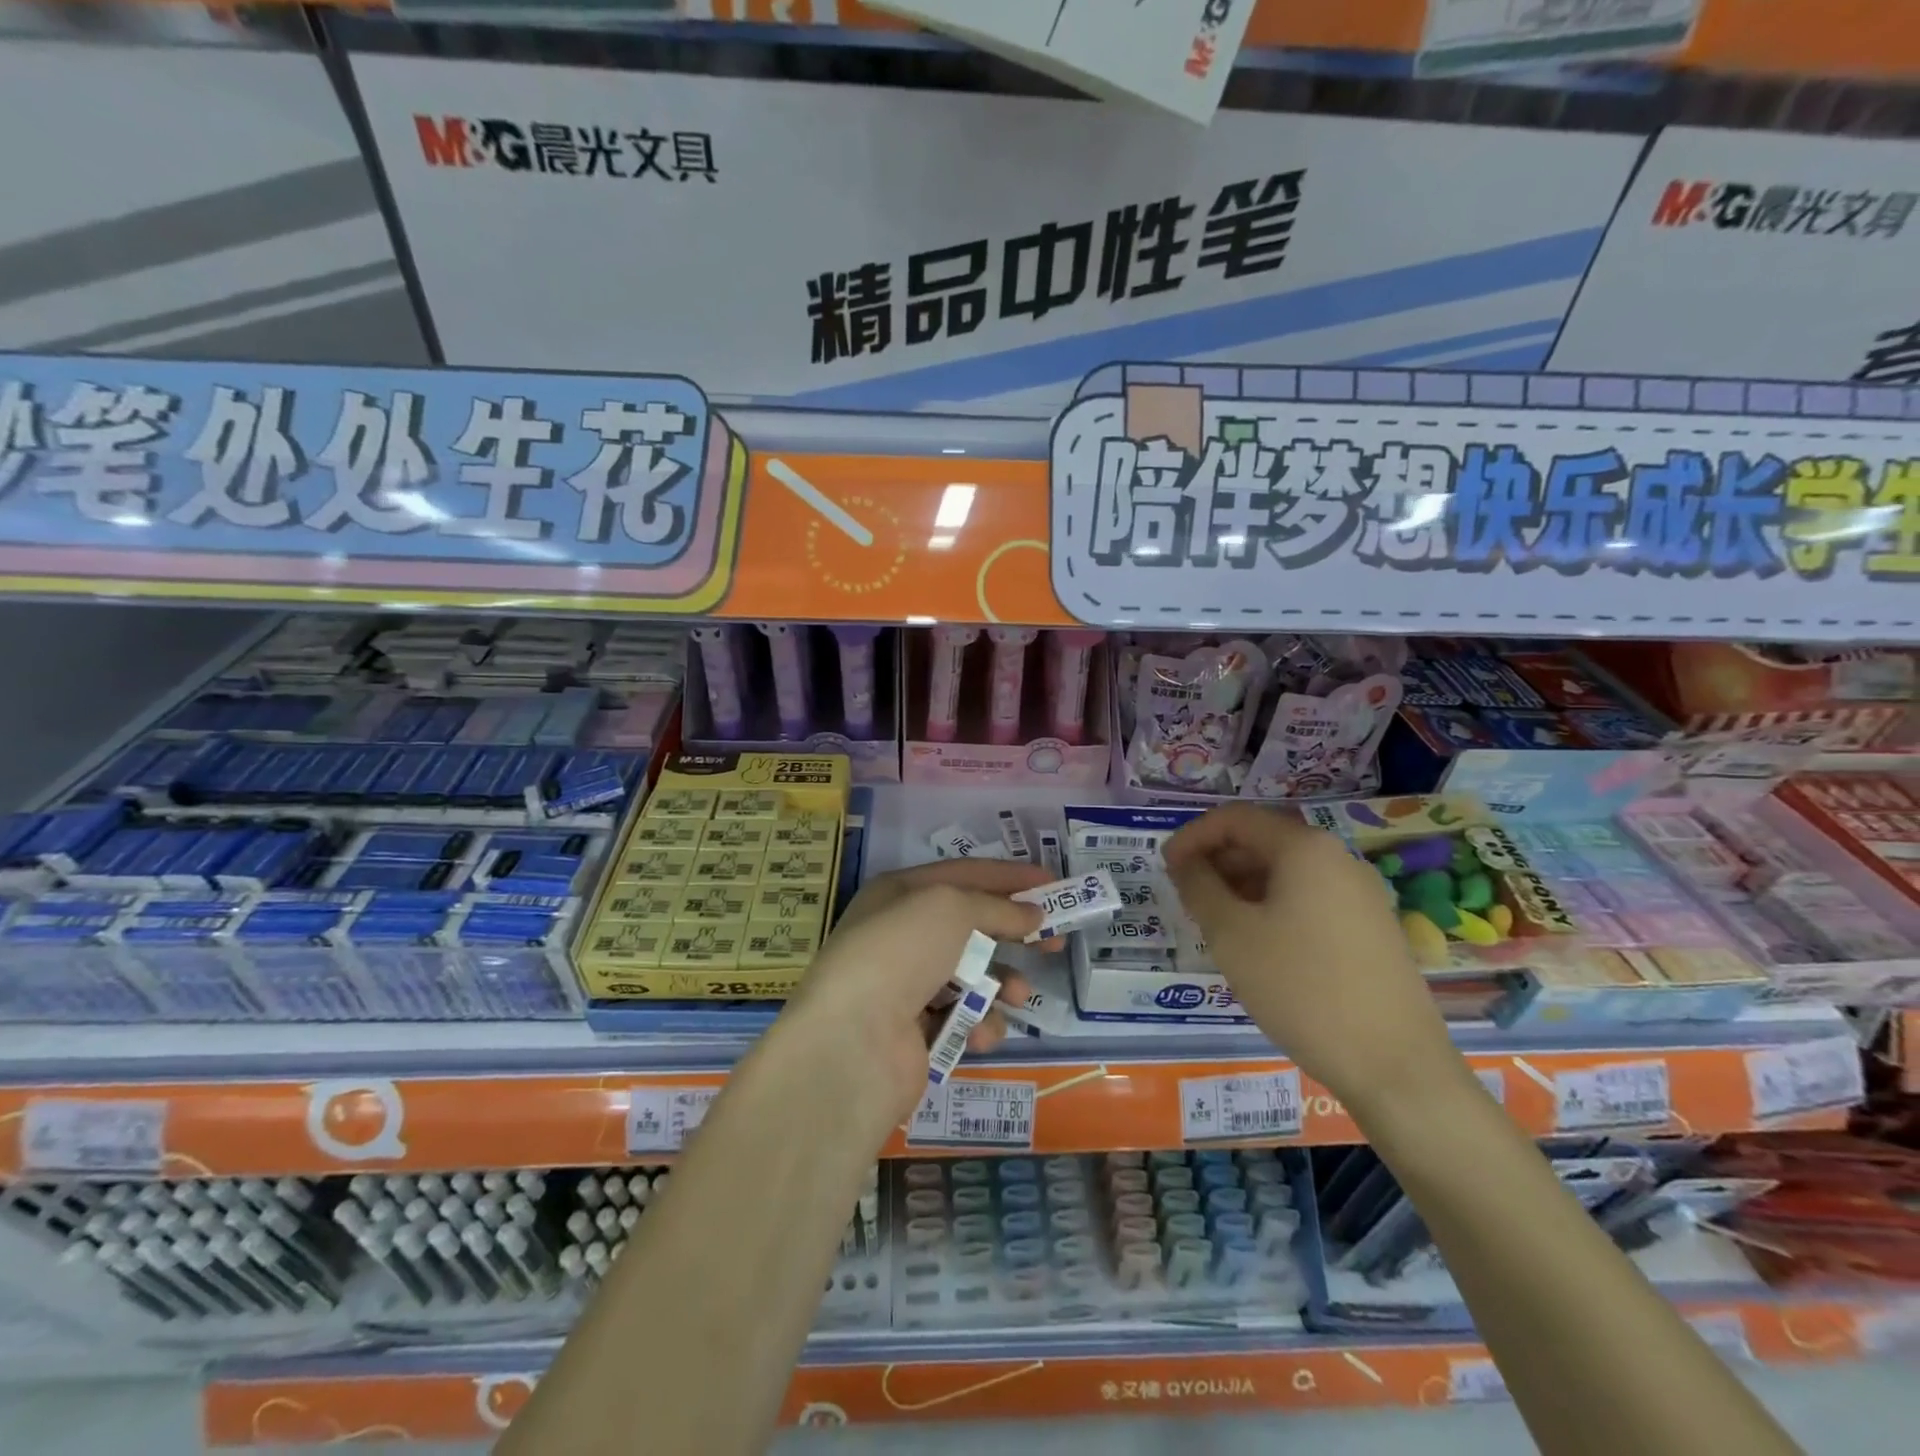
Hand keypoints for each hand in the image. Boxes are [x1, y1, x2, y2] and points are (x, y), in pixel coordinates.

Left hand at [783, 858, 1050, 1132]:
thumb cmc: (902, 951)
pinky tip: (980, 1031)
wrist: (853, 1040)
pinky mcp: (915, 1032)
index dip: (1010, 876)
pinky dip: (978, 1023)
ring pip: (971, 975)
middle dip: (1014, 932)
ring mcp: (906, 985)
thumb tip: (1032, 913)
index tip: (1052, 883)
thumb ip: (997, 907)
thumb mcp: (952, 907)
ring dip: (1001, 983)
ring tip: (1017, 995)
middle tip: (1055, 942)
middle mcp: (902, 934)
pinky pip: (962, 1018)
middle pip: (971, 925)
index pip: (965, 874)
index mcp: (901, 893)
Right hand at [1163, 803, 1461, 1110]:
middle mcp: (1337, 858)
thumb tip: (1185, 862)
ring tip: (1216, 924)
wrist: (1394, 1065)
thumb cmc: (1301, 988)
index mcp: (1304, 848)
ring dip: (1242, 886)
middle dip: (1217, 861)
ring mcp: (1360, 894)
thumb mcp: (1231, 935)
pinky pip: (1309, 898)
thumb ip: (1199, 887)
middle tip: (1186, 898)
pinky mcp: (1371, 927)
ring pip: (1285, 872)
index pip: (1234, 819)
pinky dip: (1272, 906)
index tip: (1166, 869)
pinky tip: (1258, 945)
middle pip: (1262, 841)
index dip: (1192, 836)